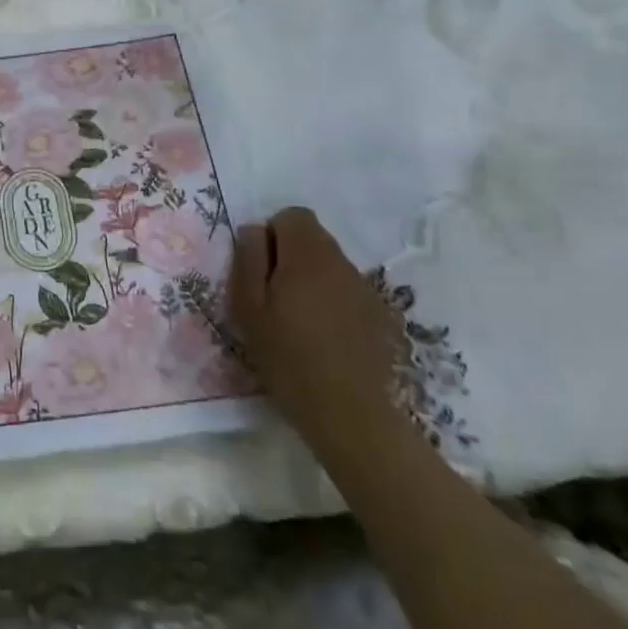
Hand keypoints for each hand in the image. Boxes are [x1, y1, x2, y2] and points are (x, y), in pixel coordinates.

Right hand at [230, 208, 407, 452]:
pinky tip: (323, 338)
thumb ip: (248, 259)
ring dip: (311, 280)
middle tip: (272, 297)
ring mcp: (365, 290)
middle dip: (290, 256)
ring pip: (330, 266)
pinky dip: (331, 302)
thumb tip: (253, 230)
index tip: (261, 269)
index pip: (293, 215)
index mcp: (309, 255)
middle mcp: (342, 263)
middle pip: (313, 238)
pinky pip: (346, 292)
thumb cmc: (288, 356)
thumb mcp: (248, 307)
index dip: (272, 234)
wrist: (349, 413)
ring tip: (297, 320)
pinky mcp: (379, 316)